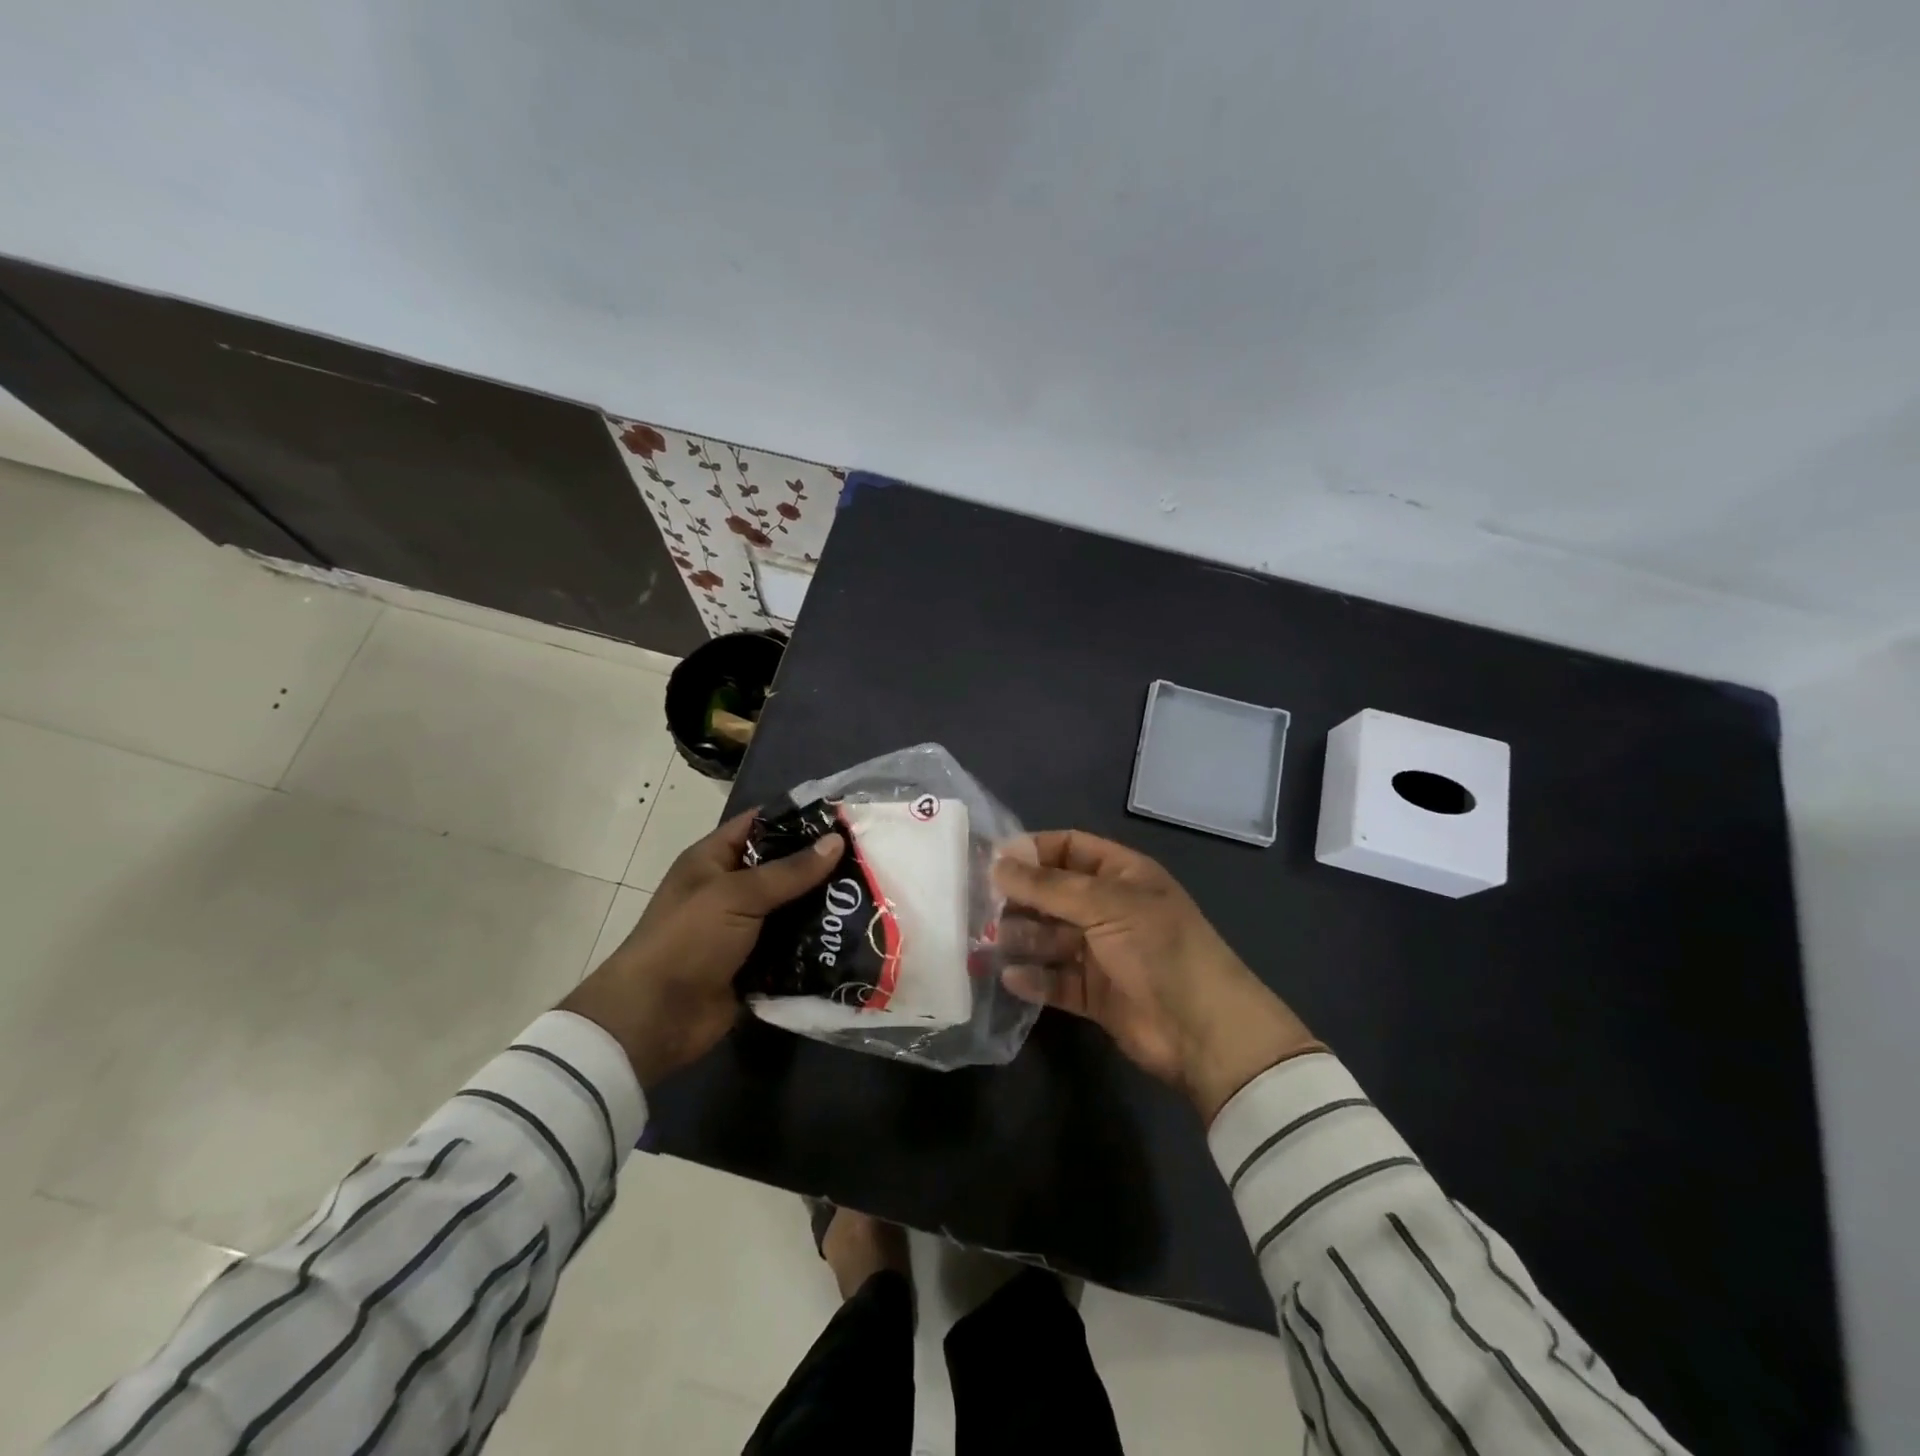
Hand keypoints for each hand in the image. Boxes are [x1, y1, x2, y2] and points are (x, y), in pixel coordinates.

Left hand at [560, 810, 843, 1086]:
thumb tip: (837, 841)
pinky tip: (856, 935)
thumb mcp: (736, 895)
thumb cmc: (688, 940)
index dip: (798, 818)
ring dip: (825, 906)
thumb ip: (789, 871)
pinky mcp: (759, 964)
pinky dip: (819, 943)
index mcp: (714, 860)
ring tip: (872, 895)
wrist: (655, 1019)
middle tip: (870, 857)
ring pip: (794, 908)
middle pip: (783, 867)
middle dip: (822, 865)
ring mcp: (745, 928)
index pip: (760, 825)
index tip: (844, 816)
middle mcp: (731, 889)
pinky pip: (795, 946)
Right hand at [994, 831, 1322, 1123]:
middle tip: (977, 905)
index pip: (1070, 848)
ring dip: (1021, 939)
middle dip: (1019, 898)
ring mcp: (1102, 952)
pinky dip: (1034, 979)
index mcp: (1122, 875)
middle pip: (1054, 894)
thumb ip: (1048, 886)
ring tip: (987, 943)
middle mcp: (1110, 908)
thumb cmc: (1158, 949)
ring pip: (1051, 938)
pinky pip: (1056, 980)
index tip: (992, 861)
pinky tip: (1010, 978)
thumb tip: (997, 864)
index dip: (1033, 850)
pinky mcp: (1095, 994)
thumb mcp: (1106, 905)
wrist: (1204, 1031)